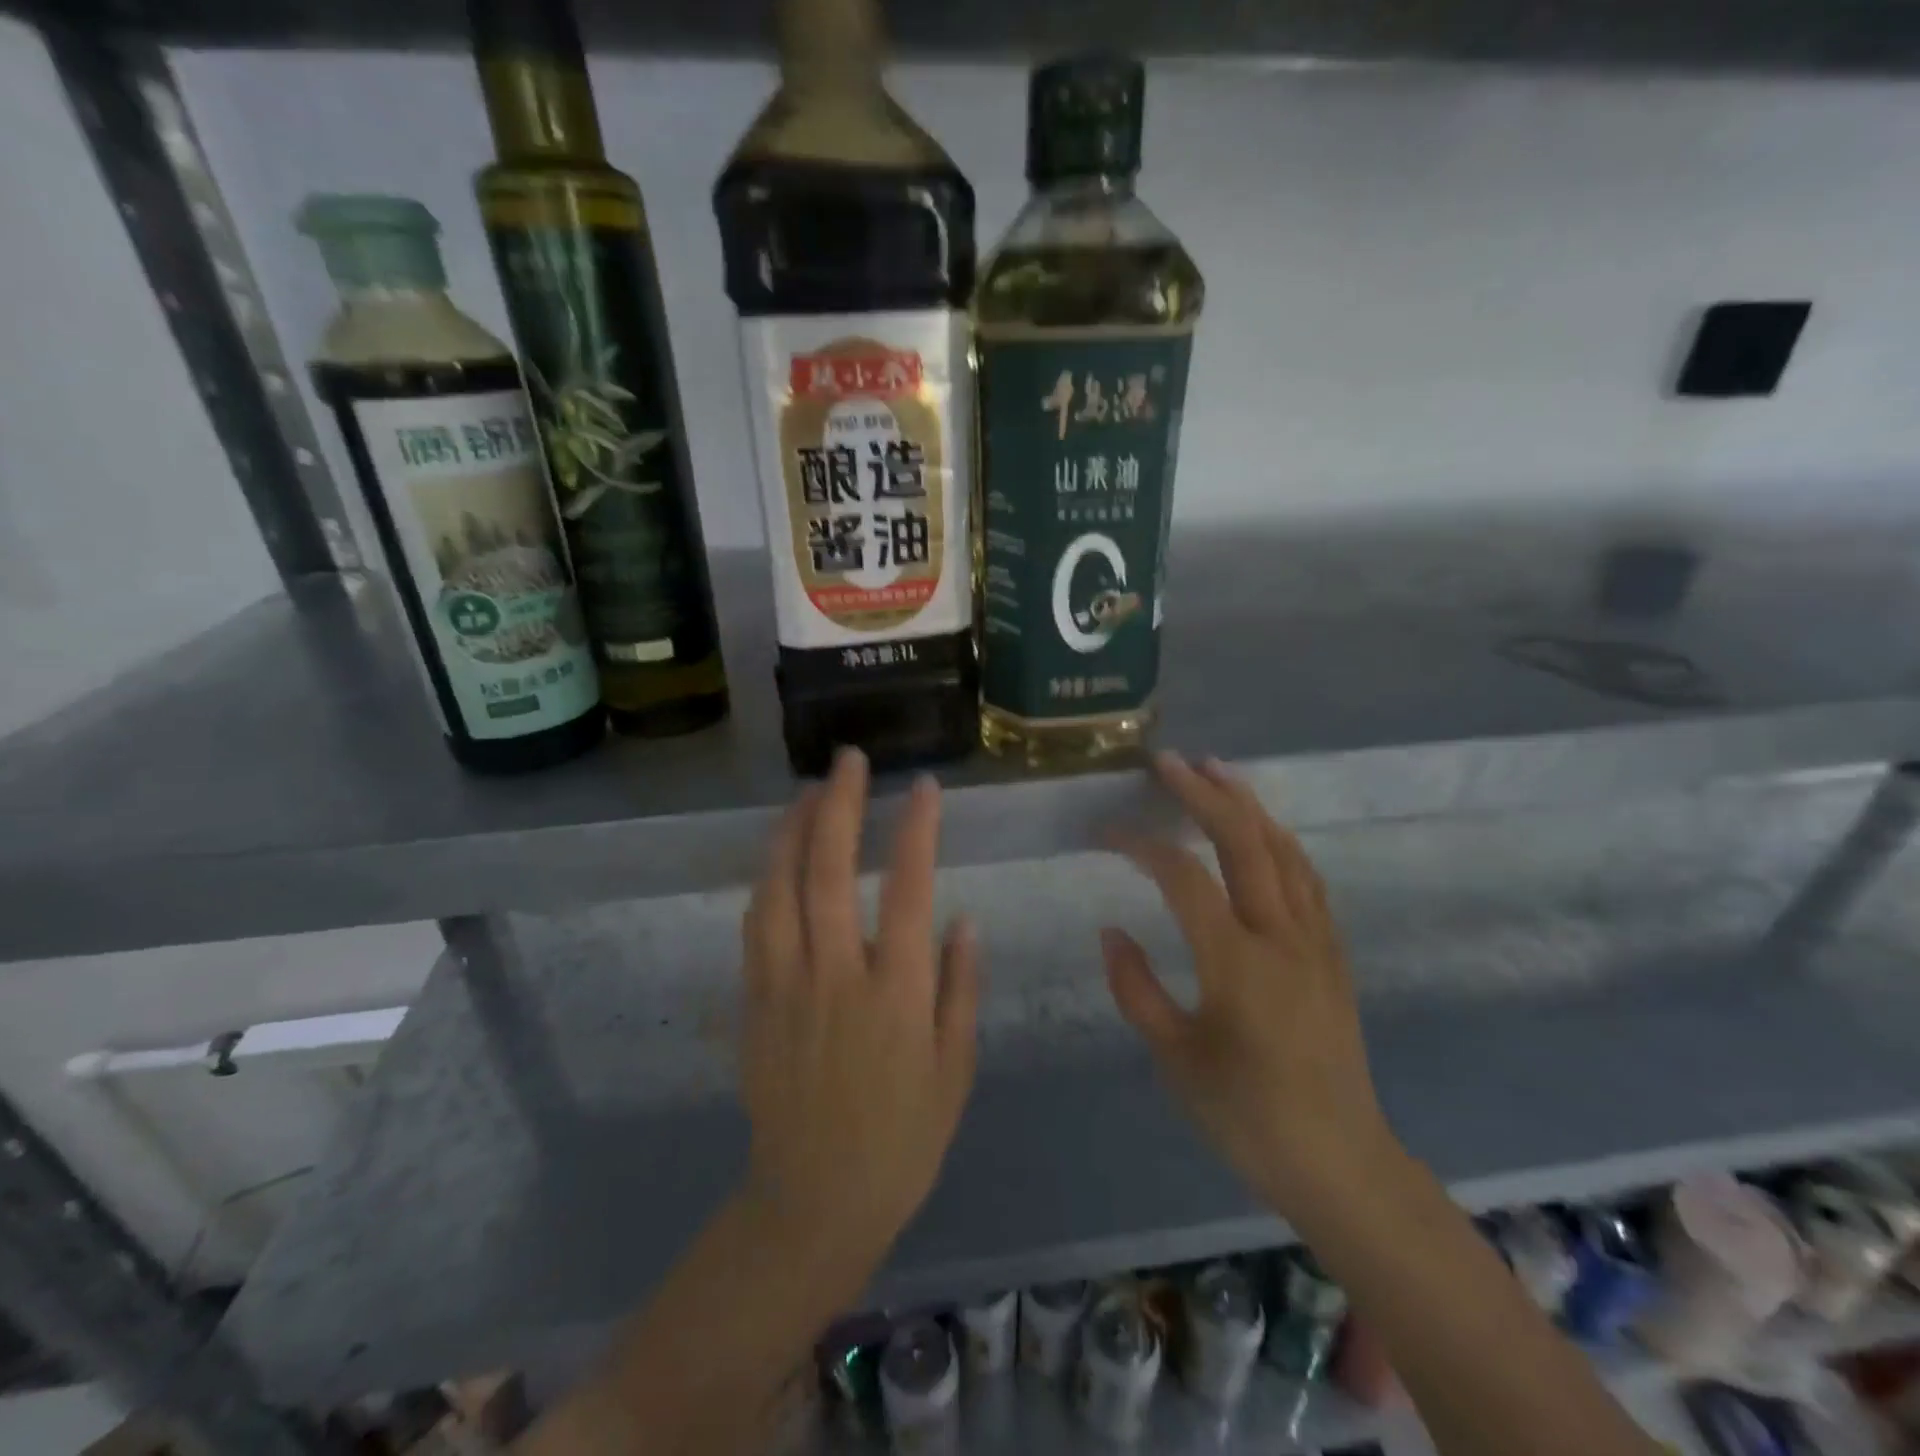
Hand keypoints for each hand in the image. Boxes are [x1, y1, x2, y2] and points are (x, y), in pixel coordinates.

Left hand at [738, 748, 979, 1271]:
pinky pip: (756, 925)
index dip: (918, 831)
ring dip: (793, 831)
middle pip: (830, 873)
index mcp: (898, 996)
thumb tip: (964, 920)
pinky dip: (768, 879)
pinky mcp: (753, 1003)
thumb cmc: (902, 1139)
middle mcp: (837, 978)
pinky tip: (779, 856)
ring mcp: (786, 988)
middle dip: (841, 806)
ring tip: (810, 791)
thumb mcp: (955, 1070)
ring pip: (780, 889)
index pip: (910, 892)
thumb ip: (960, 989)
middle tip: (850, 760)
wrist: (813, 1201)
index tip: (924, 787)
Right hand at [1102, 752, 1394, 1212]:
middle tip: (1168, 762)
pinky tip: (1263, 832)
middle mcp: (1282, 938)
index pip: (1183, 877)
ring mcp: (1316, 941)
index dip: (1140, 844)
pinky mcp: (1334, 953)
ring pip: (1284, 851)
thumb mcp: (1175, 1060)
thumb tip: (1110, 930)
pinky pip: (1307, 879)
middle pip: (1245, 843)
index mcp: (1236, 964)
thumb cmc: (1247, 1117)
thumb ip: (1136, 989)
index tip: (1104, 832)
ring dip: (1248, 805)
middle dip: (1204, 794)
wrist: (1341, 1163)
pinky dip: (1279, 841)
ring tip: (1216, 772)